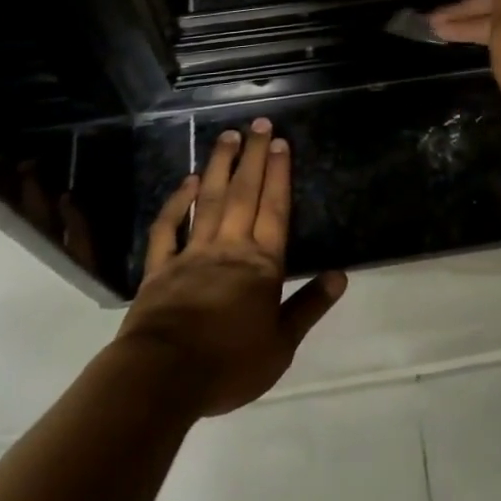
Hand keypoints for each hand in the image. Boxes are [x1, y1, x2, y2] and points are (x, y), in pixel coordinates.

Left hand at [114, 117, 346, 416]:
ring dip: (220, 166)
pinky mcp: (160, 268)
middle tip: (257, 124)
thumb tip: (340, 275)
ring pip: (208, 200)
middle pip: (244, 194)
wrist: (163, 377)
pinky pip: (168, 229)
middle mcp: (229, 248)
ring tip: (227, 136)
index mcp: (261, 265)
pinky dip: (176, 203)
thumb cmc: (229, 364)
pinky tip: (187, 181)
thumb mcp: (281, 345)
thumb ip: (309, 306)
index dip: (279, 175)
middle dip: (253, 157)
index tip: (280, 142)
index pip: (274, 210)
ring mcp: (192, 254)